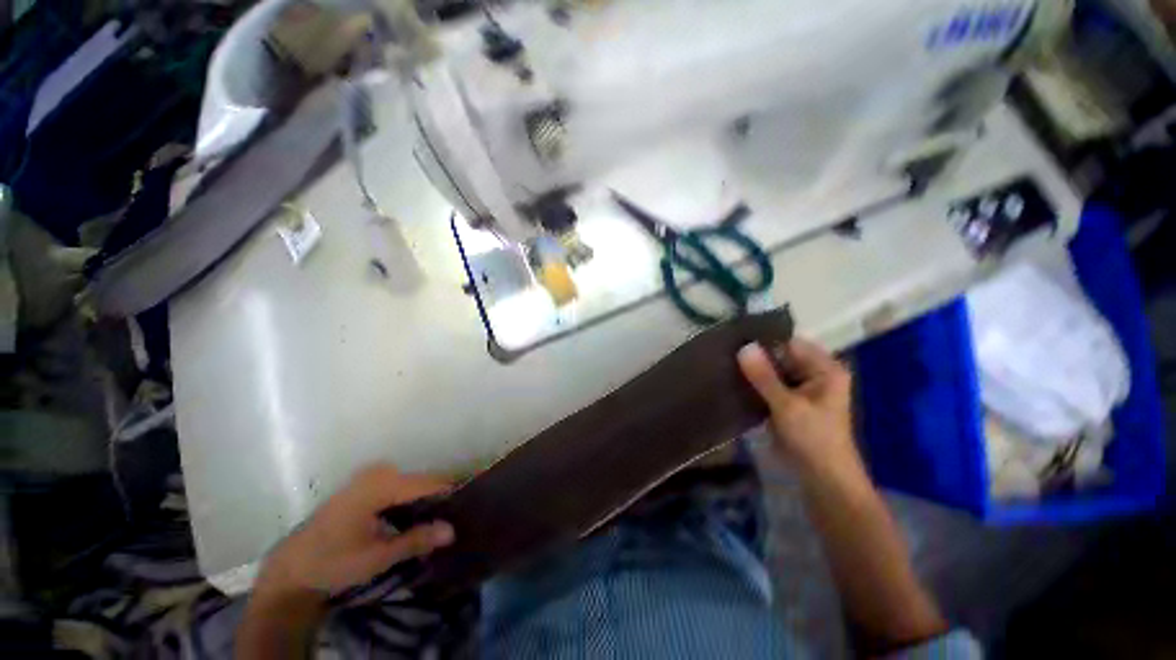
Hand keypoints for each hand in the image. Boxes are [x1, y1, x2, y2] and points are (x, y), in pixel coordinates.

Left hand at [255, 464, 454, 601]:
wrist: (291, 567)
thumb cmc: (333, 561)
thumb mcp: (377, 556)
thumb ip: (416, 540)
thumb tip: (452, 530)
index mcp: (381, 484)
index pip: (430, 482)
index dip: (450, 494)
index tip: (468, 508)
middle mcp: (379, 471)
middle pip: (422, 481)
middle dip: (438, 499)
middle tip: (452, 520)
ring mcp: (370, 475)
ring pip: (412, 483)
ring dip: (425, 500)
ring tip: (438, 520)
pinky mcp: (365, 483)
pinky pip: (399, 485)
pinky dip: (410, 499)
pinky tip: (414, 517)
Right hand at [737, 338, 862, 481]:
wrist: (823, 479)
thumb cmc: (813, 439)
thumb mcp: (787, 405)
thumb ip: (764, 376)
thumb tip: (743, 347)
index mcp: (825, 369)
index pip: (790, 343)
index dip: (765, 341)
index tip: (736, 340)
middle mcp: (815, 373)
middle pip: (781, 356)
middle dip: (757, 357)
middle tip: (726, 353)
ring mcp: (801, 388)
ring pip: (773, 371)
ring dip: (754, 371)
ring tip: (726, 364)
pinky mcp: (790, 401)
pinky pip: (770, 385)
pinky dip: (756, 384)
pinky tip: (735, 380)